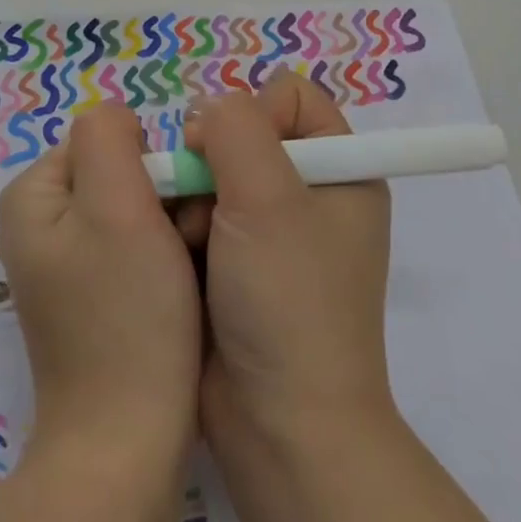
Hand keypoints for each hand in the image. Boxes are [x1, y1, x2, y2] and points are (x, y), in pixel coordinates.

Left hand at [0, 105, 202, 461]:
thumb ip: (109, 137)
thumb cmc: (127, 314)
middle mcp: (40, 224)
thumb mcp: (116, 203)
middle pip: (118, 174)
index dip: (147, 163)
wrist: (127, 446)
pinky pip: (133, 252)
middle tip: (184, 241)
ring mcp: (65, 265)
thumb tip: (119, 122)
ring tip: (186, 269)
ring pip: (133, 212)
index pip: (104, 139)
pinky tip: (178, 292)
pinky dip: (162, 262)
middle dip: (161, 198)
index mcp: (32, 195)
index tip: (171, 208)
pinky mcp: (91, 300)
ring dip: (168, 229)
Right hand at [180, 74, 394, 448]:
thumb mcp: (269, 197)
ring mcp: (271, 231)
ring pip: (211, 173)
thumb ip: (235, 127)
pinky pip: (198, 213)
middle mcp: (308, 193)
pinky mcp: (236, 263)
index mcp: (340, 169)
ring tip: (189, 240)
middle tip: (201, 199)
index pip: (290, 95)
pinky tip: (180, 257)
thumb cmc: (287, 300)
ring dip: (191, 198)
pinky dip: (183, 227)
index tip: (231, 152)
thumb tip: (207, 115)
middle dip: (211, 160)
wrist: (279, 426)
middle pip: (243, 132)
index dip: (255, 112)